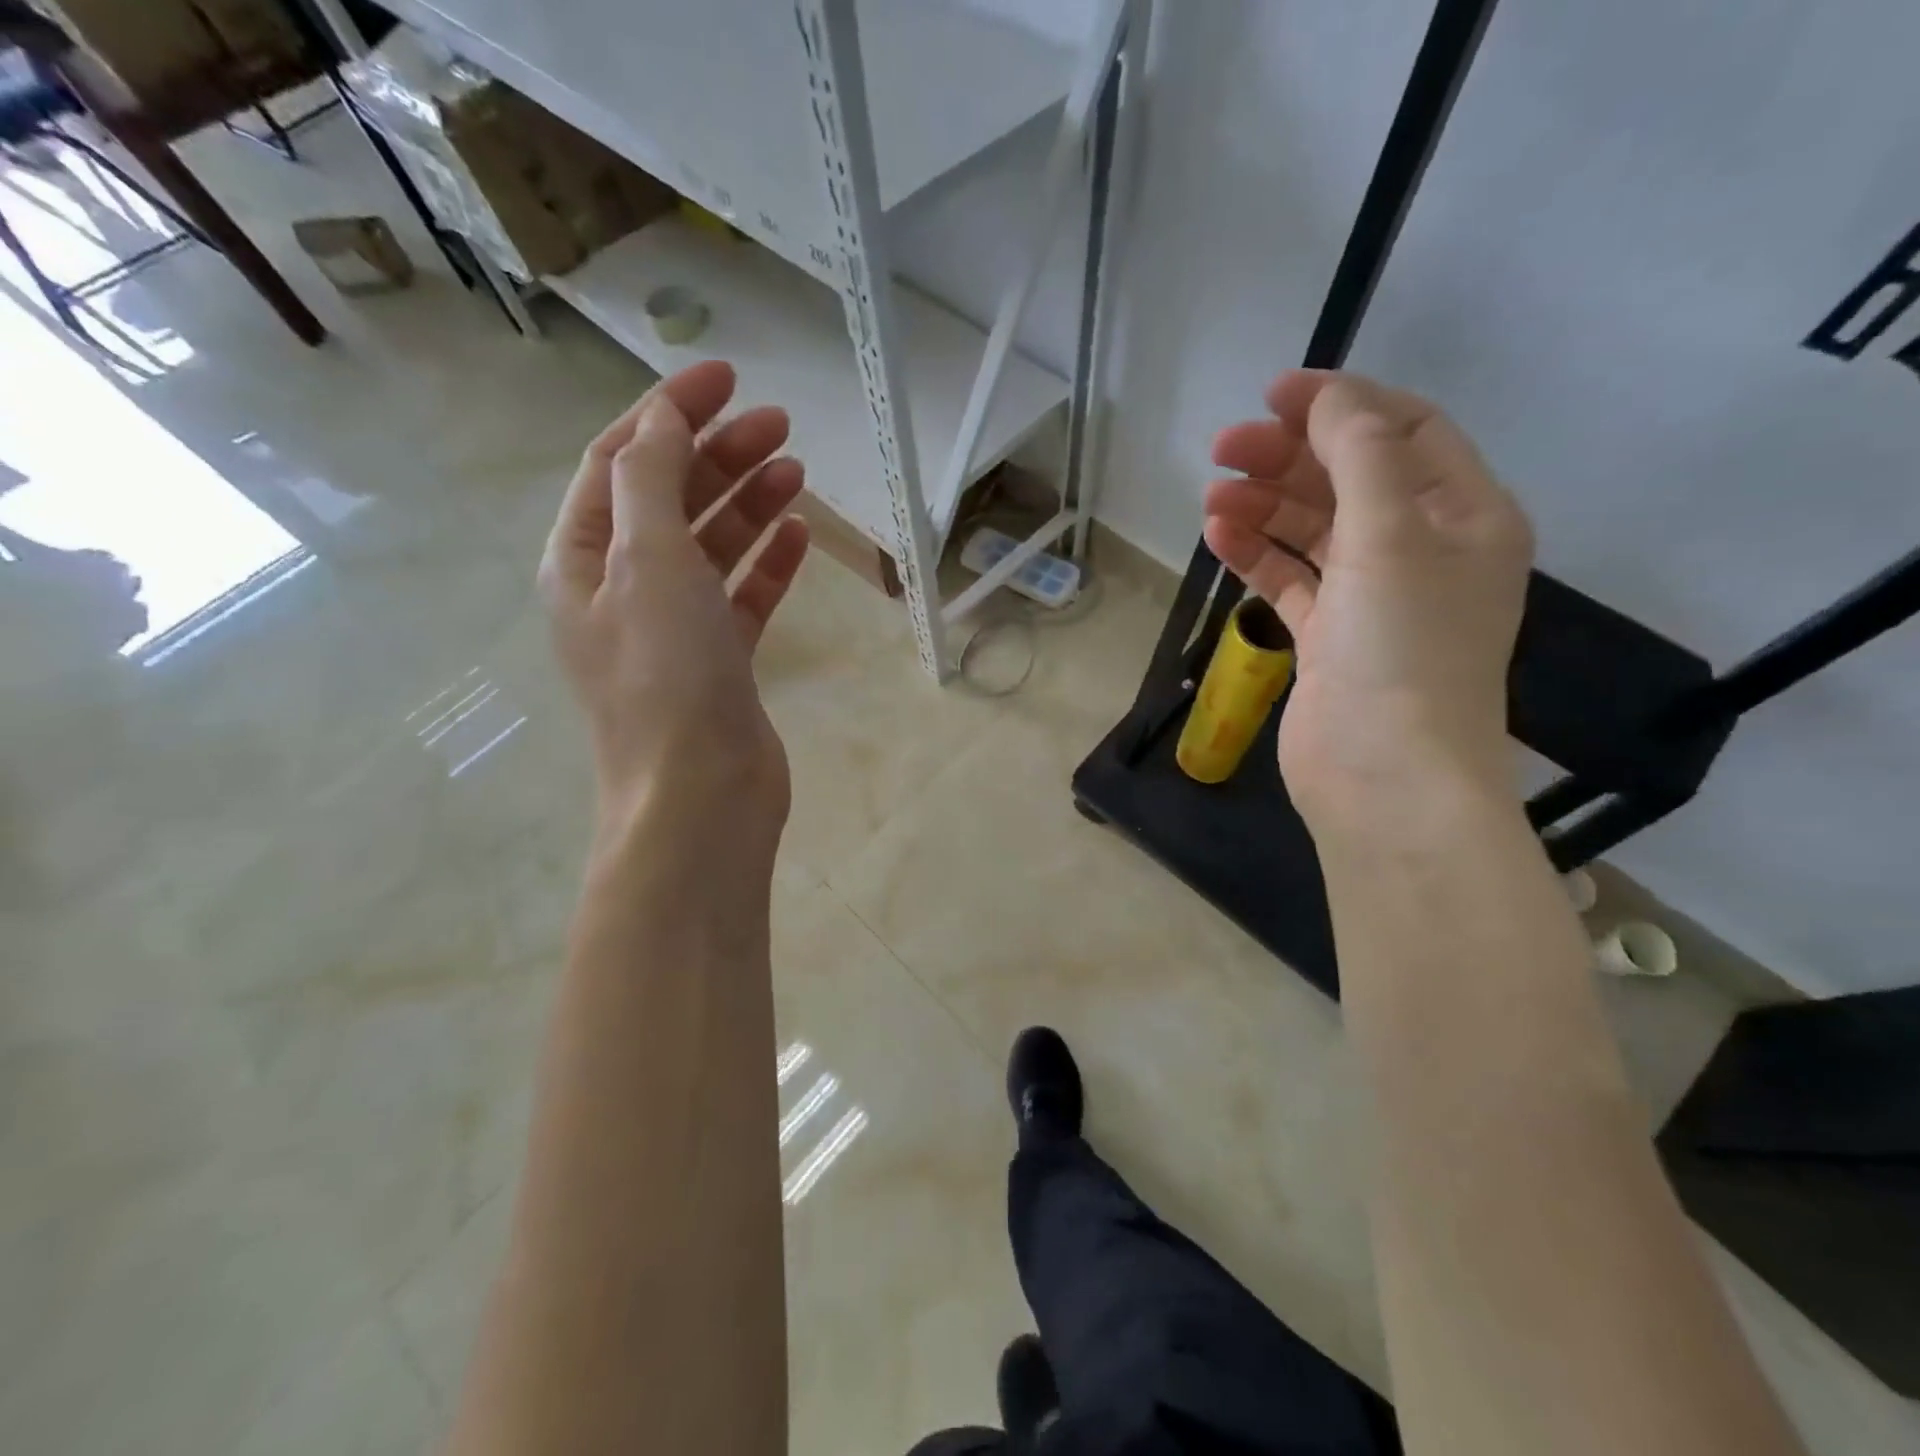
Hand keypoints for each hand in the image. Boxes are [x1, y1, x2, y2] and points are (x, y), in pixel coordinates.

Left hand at [539, 361, 809, 840]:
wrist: (700, 792)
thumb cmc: (665, 673)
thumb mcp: (648, 561)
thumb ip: (651, 480)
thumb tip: (663, 420)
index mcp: (585, 559)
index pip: (622, 462)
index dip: (669, 412)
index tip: (725, 376)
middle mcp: (623, 588)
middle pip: (672, 499)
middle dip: (720, 454)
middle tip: (780, 424)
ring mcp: (675, 627)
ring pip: (712, 546)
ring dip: (749, 503)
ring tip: (797, 469)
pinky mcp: (720, 660)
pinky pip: (743, 596)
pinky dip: (768, 563)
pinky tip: (800, 536)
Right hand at [1204, 370, 1532, 831]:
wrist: (1383, 776)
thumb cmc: (1401, 649)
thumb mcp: (1392, 536)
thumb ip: (1362, 456)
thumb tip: (1329, 399)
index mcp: (1464, 517)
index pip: (1406, 433)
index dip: (1343, 404)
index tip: (1274, 394)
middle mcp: (1424, 551)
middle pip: (1352, 480)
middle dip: (1290, 457)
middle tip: (1223, 448)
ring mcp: (1373, 600)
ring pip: (1315, 531)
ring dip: (1266, 507)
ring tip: (1211, 497)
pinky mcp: (1329, 640)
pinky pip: (1292, 580)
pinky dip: (1258, 556)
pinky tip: (1218, 538)